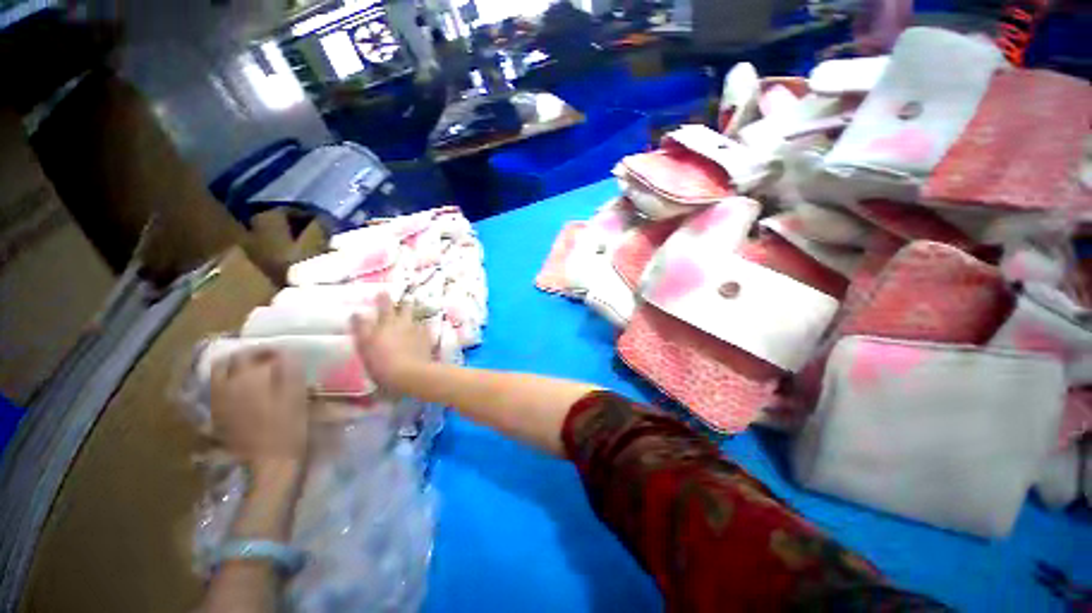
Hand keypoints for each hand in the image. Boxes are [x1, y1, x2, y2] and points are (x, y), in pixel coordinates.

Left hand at [210, 349, 309, 473]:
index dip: (266, 349)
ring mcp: (219, 404)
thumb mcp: (296, 395)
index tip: (282, 352)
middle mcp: (226, 387)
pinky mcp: (219, 418)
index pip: (249, 353)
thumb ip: (289, 370)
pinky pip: (220, 392)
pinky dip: (231, 385)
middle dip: (244, 357)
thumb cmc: (288, 426)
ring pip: (219, 377)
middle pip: (226, 363)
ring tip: (257, 374)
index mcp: (247, 379)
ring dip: (236, 370)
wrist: (270, 463)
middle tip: (265, 360)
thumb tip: (286, 353)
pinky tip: (248, 392)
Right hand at [351, 294, 433, 393]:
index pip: (384, 305)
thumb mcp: (365, 346)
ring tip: (414, 315)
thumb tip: (357, 313)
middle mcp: (403, 323)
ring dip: (415, 315)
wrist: (410, 373)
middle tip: (406, 298)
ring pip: (416, 318)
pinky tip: (423, 330)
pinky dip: (423, 328)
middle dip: (405, 302)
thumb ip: (361, 328)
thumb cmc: (381, 363)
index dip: (383, 297)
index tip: (382, 291)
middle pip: (405, 308)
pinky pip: (426, 329)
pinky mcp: (428, 340)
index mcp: (386, 323)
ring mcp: (418, 331)